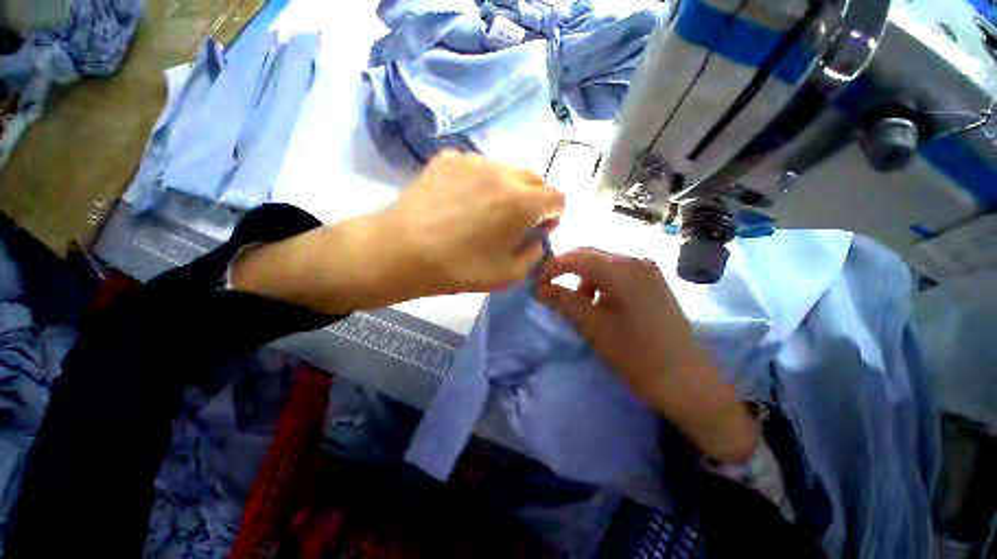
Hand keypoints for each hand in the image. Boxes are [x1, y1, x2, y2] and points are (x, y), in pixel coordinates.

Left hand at [232, 152, 562, 312]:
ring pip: (506, 171)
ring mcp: (474, 161)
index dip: (553, 215)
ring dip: (507, 190)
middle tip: (514, 222)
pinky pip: (478, 167)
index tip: (537, 230)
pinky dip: (481, 182)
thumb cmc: (459, 268)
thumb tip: (536, 237)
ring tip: (484, 211)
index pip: (557, 197)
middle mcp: (503, 172)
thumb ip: (534, 254)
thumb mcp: (508, 275)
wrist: (401, 251)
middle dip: (534, 200)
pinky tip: (460, 202)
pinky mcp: (449, 158)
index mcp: (522, 201)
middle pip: (535, 179)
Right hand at [535, 248, 757, 462]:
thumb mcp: (593, 327)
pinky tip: (599, 304)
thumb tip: (539, 288)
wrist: (688, 382)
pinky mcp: (652, 283)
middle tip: (547, 289)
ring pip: (602, 264)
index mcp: (621, 269)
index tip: (534, 285)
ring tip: (575, 303)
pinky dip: (599, 284)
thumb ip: (564, 301)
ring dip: (582, 278)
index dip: (550, 269)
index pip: (575, 257)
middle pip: (589, 255)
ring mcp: (647, 270)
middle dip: (564, 270)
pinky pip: (616, 274)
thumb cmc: (637, 355)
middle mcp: (635, 260)